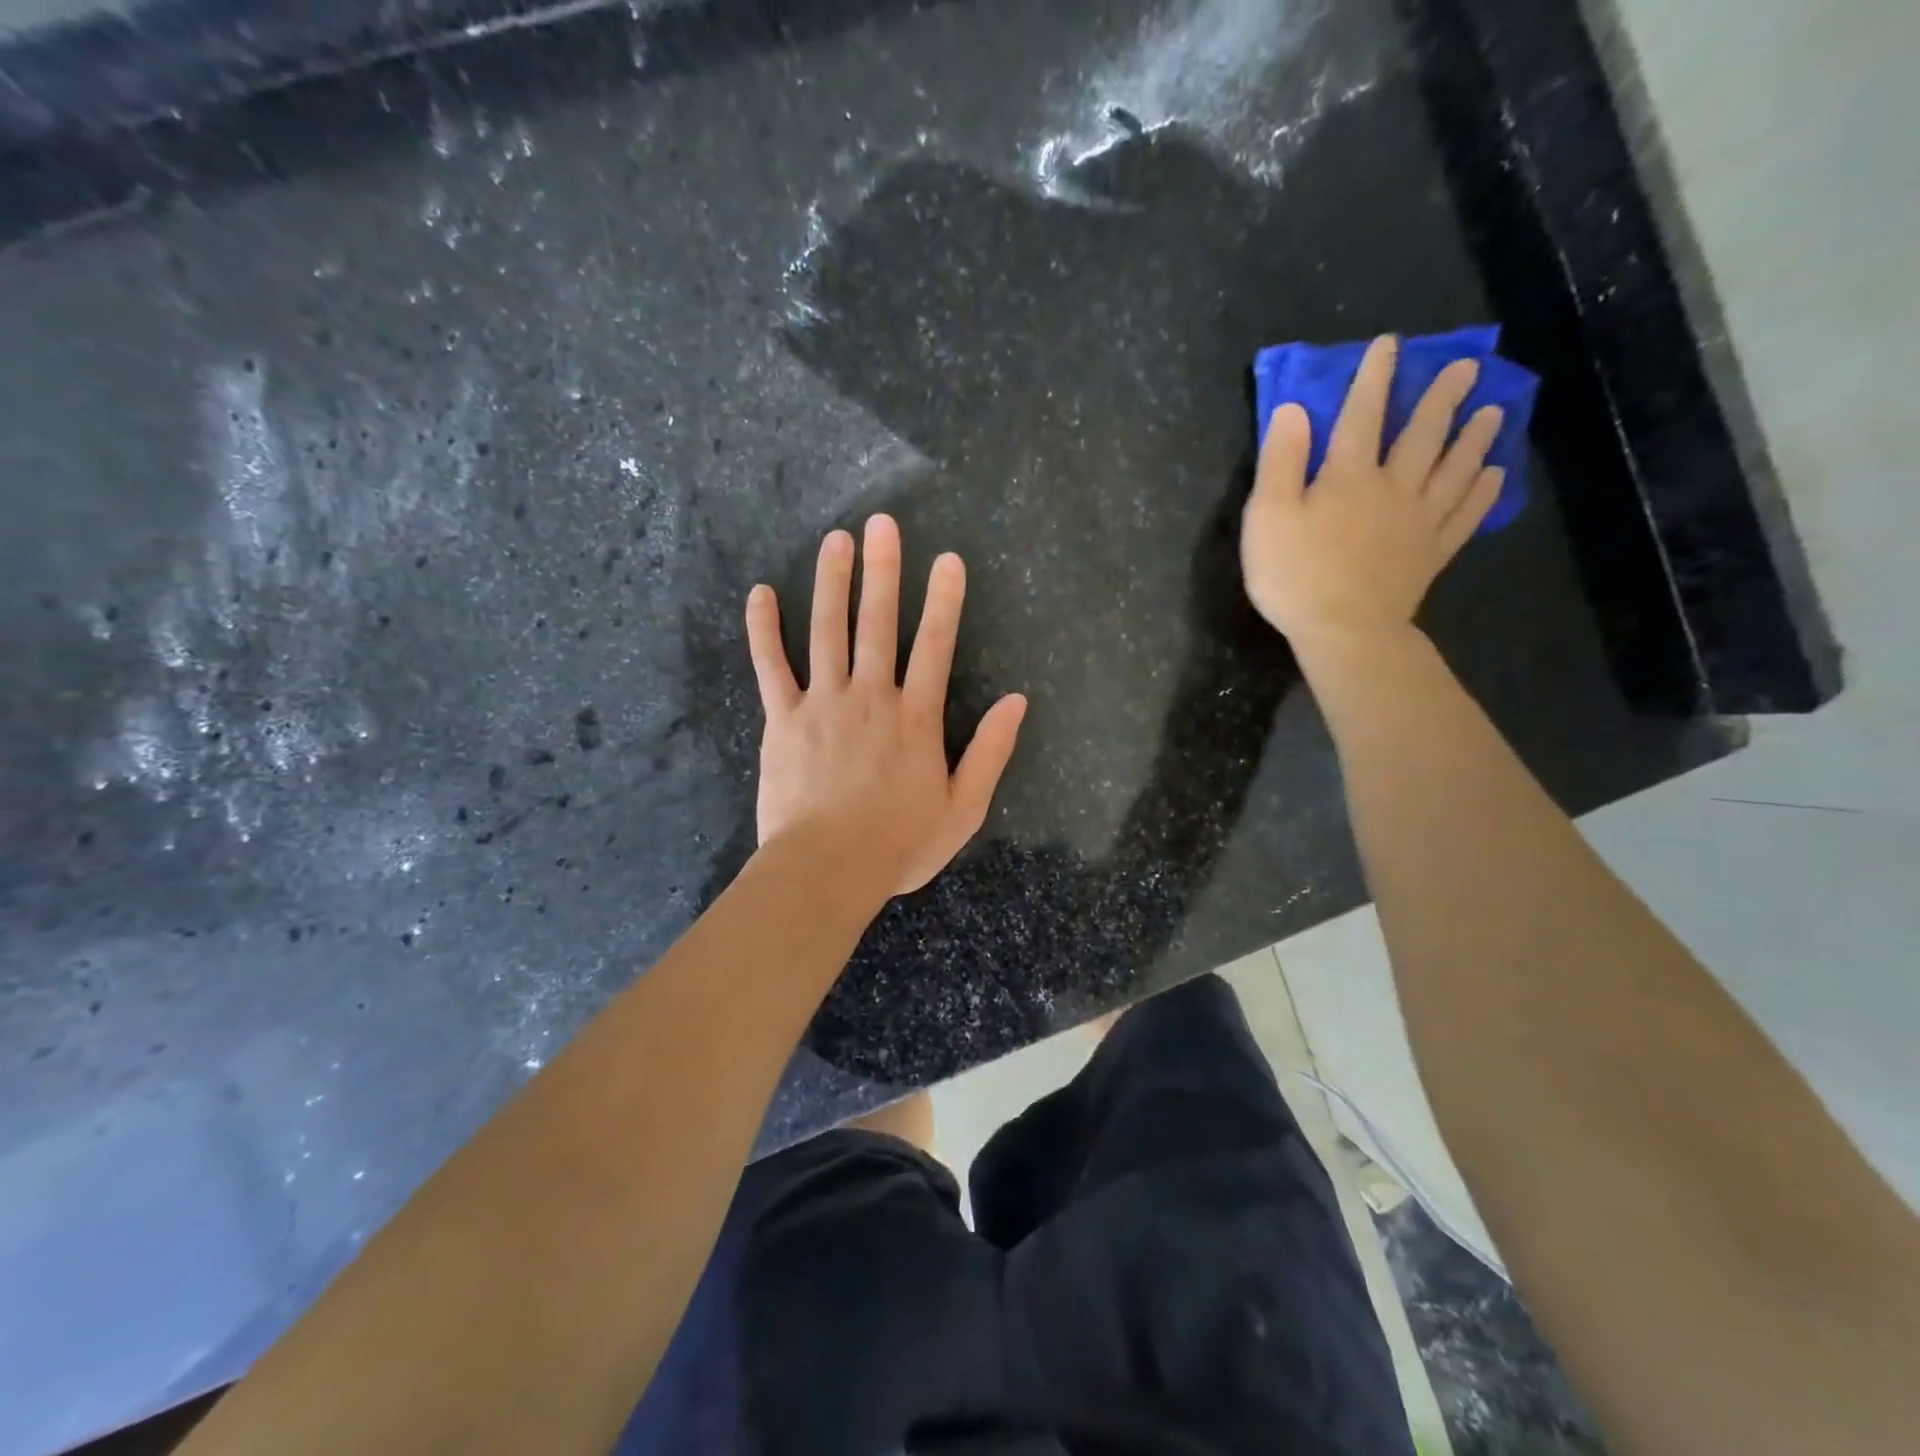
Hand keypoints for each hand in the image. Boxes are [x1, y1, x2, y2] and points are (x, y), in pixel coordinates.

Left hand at [746, 515, 1027, 898]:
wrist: (826, 870)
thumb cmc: (898, 844)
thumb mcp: (963, 808)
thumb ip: (991, 752)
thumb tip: (1017, 701)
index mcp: (916, 718)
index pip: (935, 646)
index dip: (943, 600)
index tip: (947, 559)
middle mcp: (870, 696)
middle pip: (878, 624)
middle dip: (883, 571)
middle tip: (883, 523)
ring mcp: (822, 703)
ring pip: (827, 632)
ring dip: (832, 583)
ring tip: (836, 540)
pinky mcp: (782, 719)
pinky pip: (771, 666)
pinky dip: (764, 630)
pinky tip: (761, 594)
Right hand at [1241, 335, 1504, 647]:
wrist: (1344, 631)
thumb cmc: (1295, 575)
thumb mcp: (1268, 517)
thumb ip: (1281, 462)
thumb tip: (1294, 411)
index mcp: (1349, 476)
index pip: (1362, 415)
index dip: (1373, 378)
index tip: (1389, 345)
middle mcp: (1393, 488)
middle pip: (1422, 434)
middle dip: (1441, 397)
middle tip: (1467, 367)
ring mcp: (1419, 521)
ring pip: (1454, 468)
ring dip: (1475, 436)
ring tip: (1494, 410)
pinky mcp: (1431, 554)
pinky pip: (1465, 515)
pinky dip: (1483, 492)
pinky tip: (1494, 475)